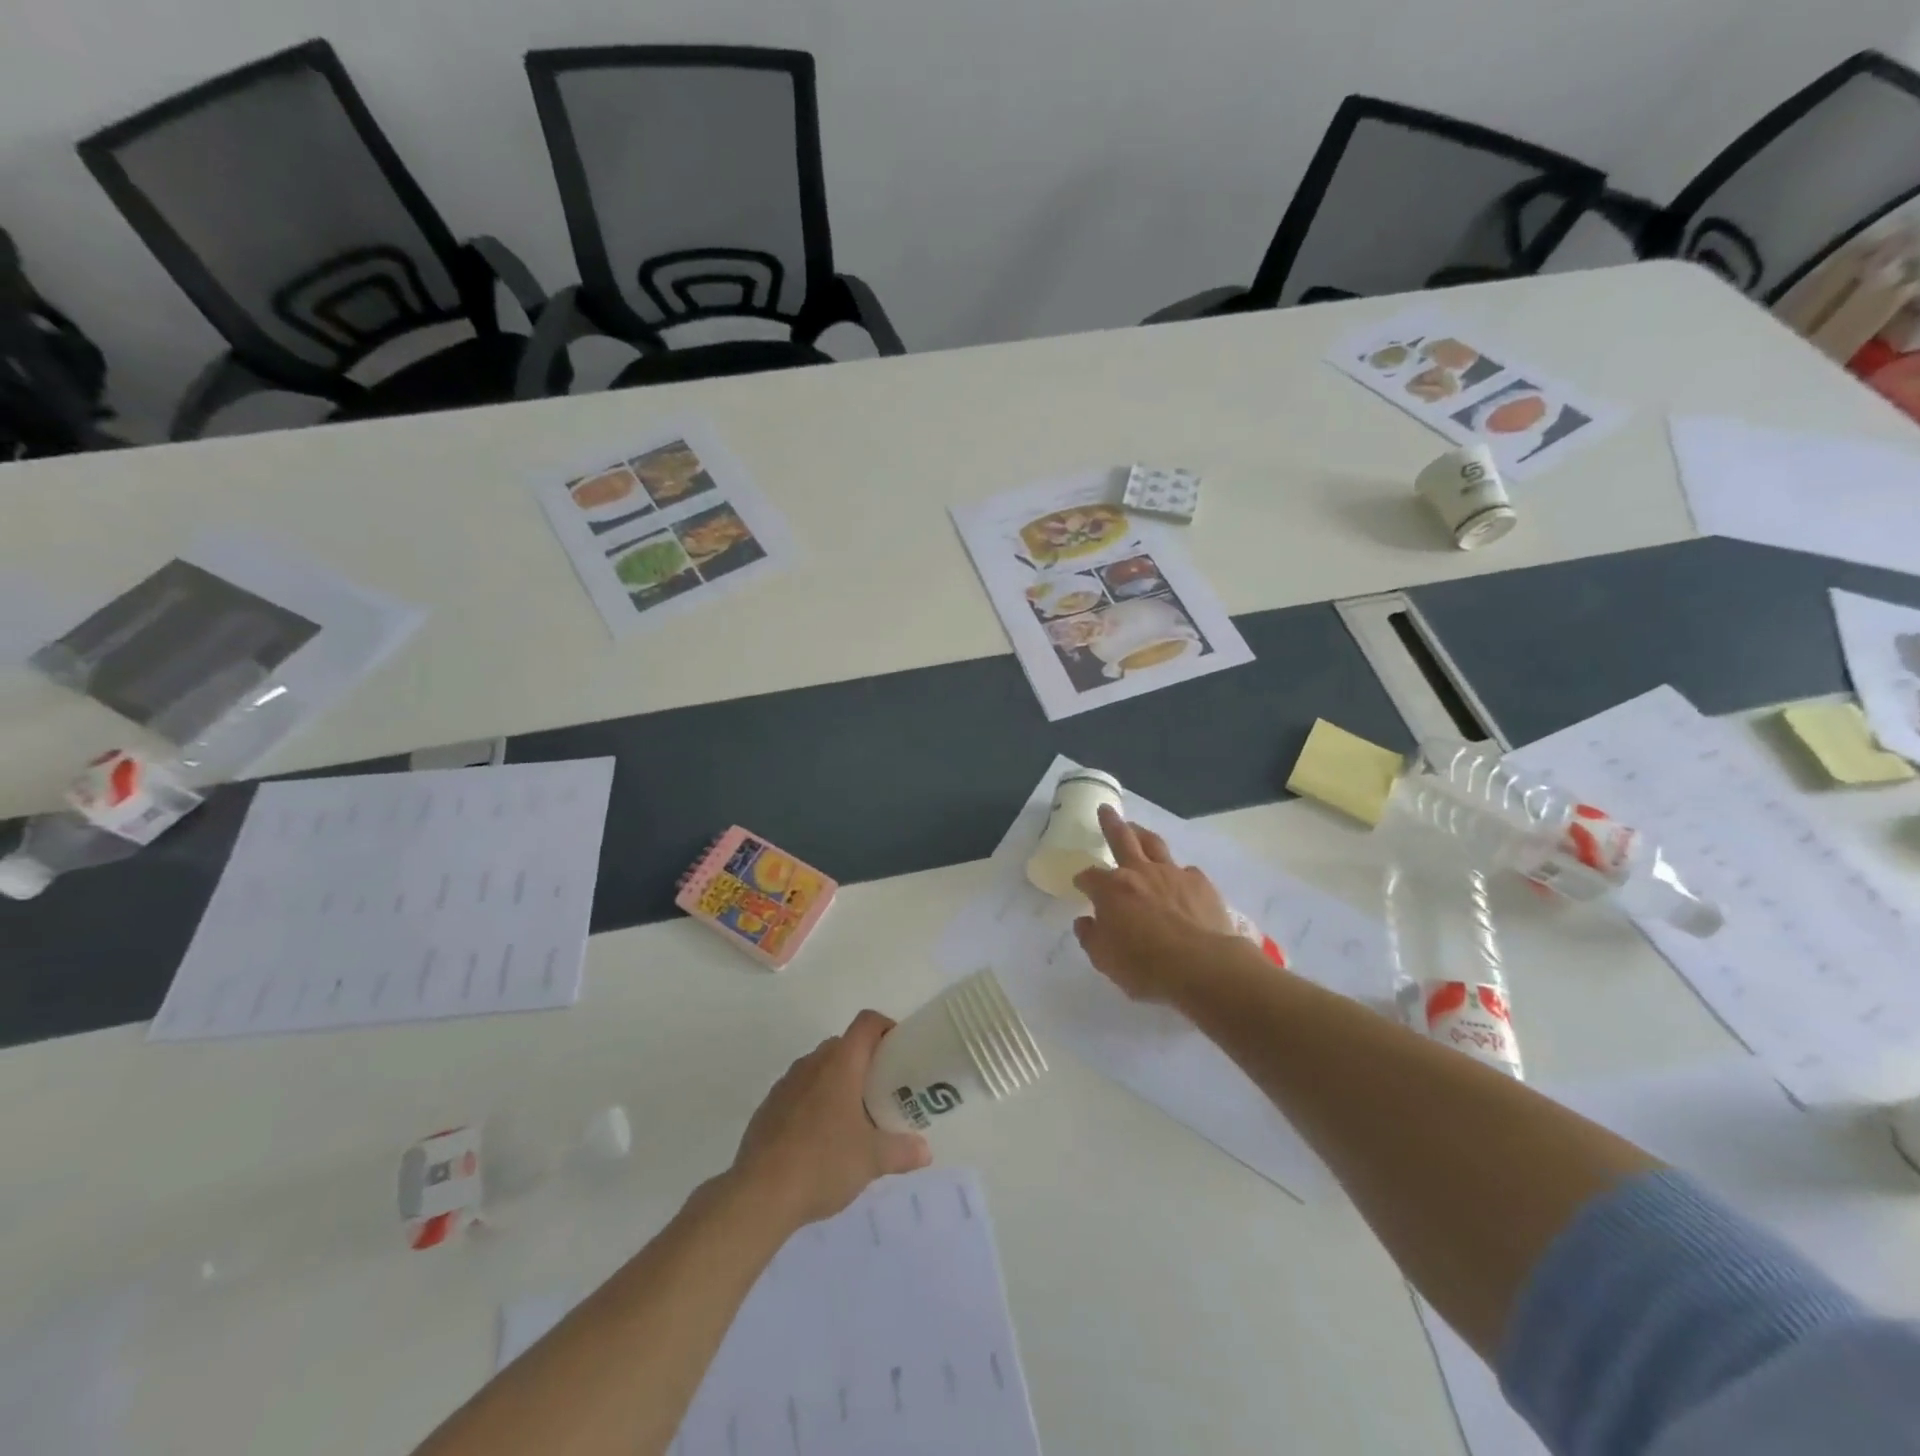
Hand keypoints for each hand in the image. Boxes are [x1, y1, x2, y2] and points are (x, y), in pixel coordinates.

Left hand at [731, 1010, 931, 1227]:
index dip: (886, 1028)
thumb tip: (926, 1151)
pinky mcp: (768, 1107)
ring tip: (852, 1119)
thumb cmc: (823, 1163)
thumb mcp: (872, 1160)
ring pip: (819, 1068)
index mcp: (841, 1063)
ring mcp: (786, 1083)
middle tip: (882, 1091)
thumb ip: (903, 1151)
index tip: (900, 1051)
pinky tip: (819, 1139)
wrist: (758, 1195)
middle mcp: (812, 1063)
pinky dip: (813, 1102)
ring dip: (837, 1082)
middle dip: (865, 1061)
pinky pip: (799, 1092)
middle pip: (844, 1045)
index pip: (867, 1023)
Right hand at [1073, 805, 1238, 1003]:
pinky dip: (1179, 873)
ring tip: (1137, 829)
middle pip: (1121, 839)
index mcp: (1111, 890)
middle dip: (1110, 824)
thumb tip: (1085, 921)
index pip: (1089, 877)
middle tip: (1105, 810)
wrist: (1203, 967)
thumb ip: (1091, 937)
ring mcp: (1172, 873)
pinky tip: (1180, 880)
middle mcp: (1139, 873)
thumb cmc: (1146, 966)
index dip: (1083, 880)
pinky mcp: (1200, 883)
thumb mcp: (1105, 960)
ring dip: (1142, 835)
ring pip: (1154, 844)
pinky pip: (1186, 871)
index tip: (1081, 885)